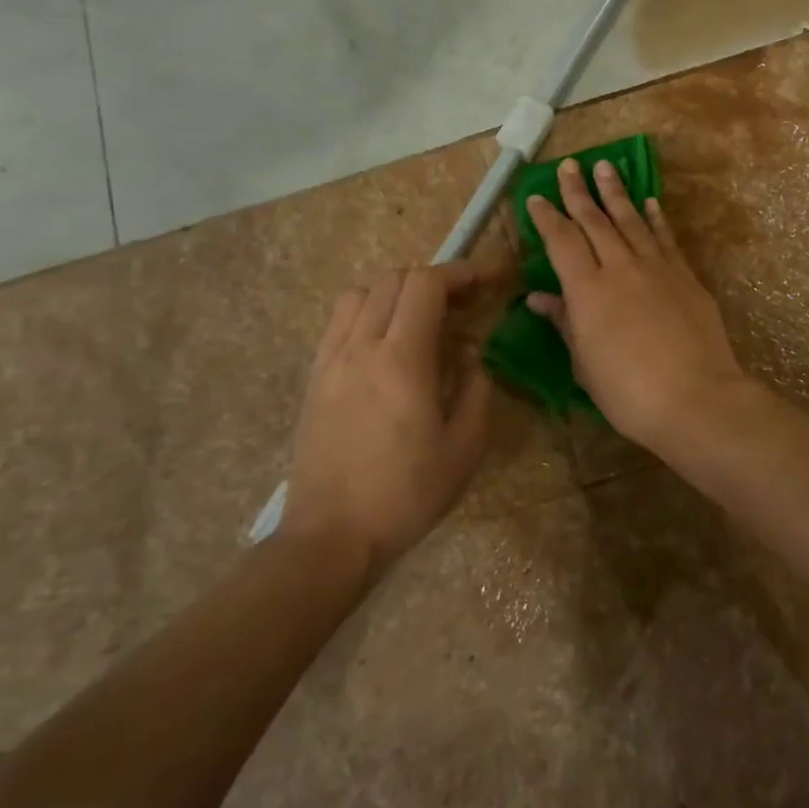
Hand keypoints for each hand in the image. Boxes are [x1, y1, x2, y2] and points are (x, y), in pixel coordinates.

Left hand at [282, 263, 493, 570]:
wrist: (333, 535)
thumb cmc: (407, 494)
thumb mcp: (465, 447)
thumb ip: (476, 387)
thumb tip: (468, 352)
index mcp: (402, 360)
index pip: (428, 285)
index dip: (464, 272)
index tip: (493, 279)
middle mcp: (361, 347)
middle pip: (396, 279)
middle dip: (438, 279)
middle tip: (468, 302)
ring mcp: (331, 359)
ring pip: (363, 292)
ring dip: (400, 292)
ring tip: (426, 319)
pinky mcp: (315, 376)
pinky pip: (341, 320)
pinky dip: (371, 310)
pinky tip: (390, 341)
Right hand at [526, 157, 751, 449]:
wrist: (695, 398)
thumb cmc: (629, 392)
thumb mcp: (585, 363)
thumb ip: (565, 323)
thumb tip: (539, 298)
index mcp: (588, 290)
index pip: (562, 241)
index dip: (547, 218)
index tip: (536, 197)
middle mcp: (621, 268)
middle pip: (596, 220)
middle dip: (579, 191)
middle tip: (570, 165)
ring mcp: (657, 268)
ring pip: (631, 220)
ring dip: (616, 192)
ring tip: (606, 167)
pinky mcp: (686, 277)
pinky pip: (666, 238)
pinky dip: (655, 218)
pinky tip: (649, 202)